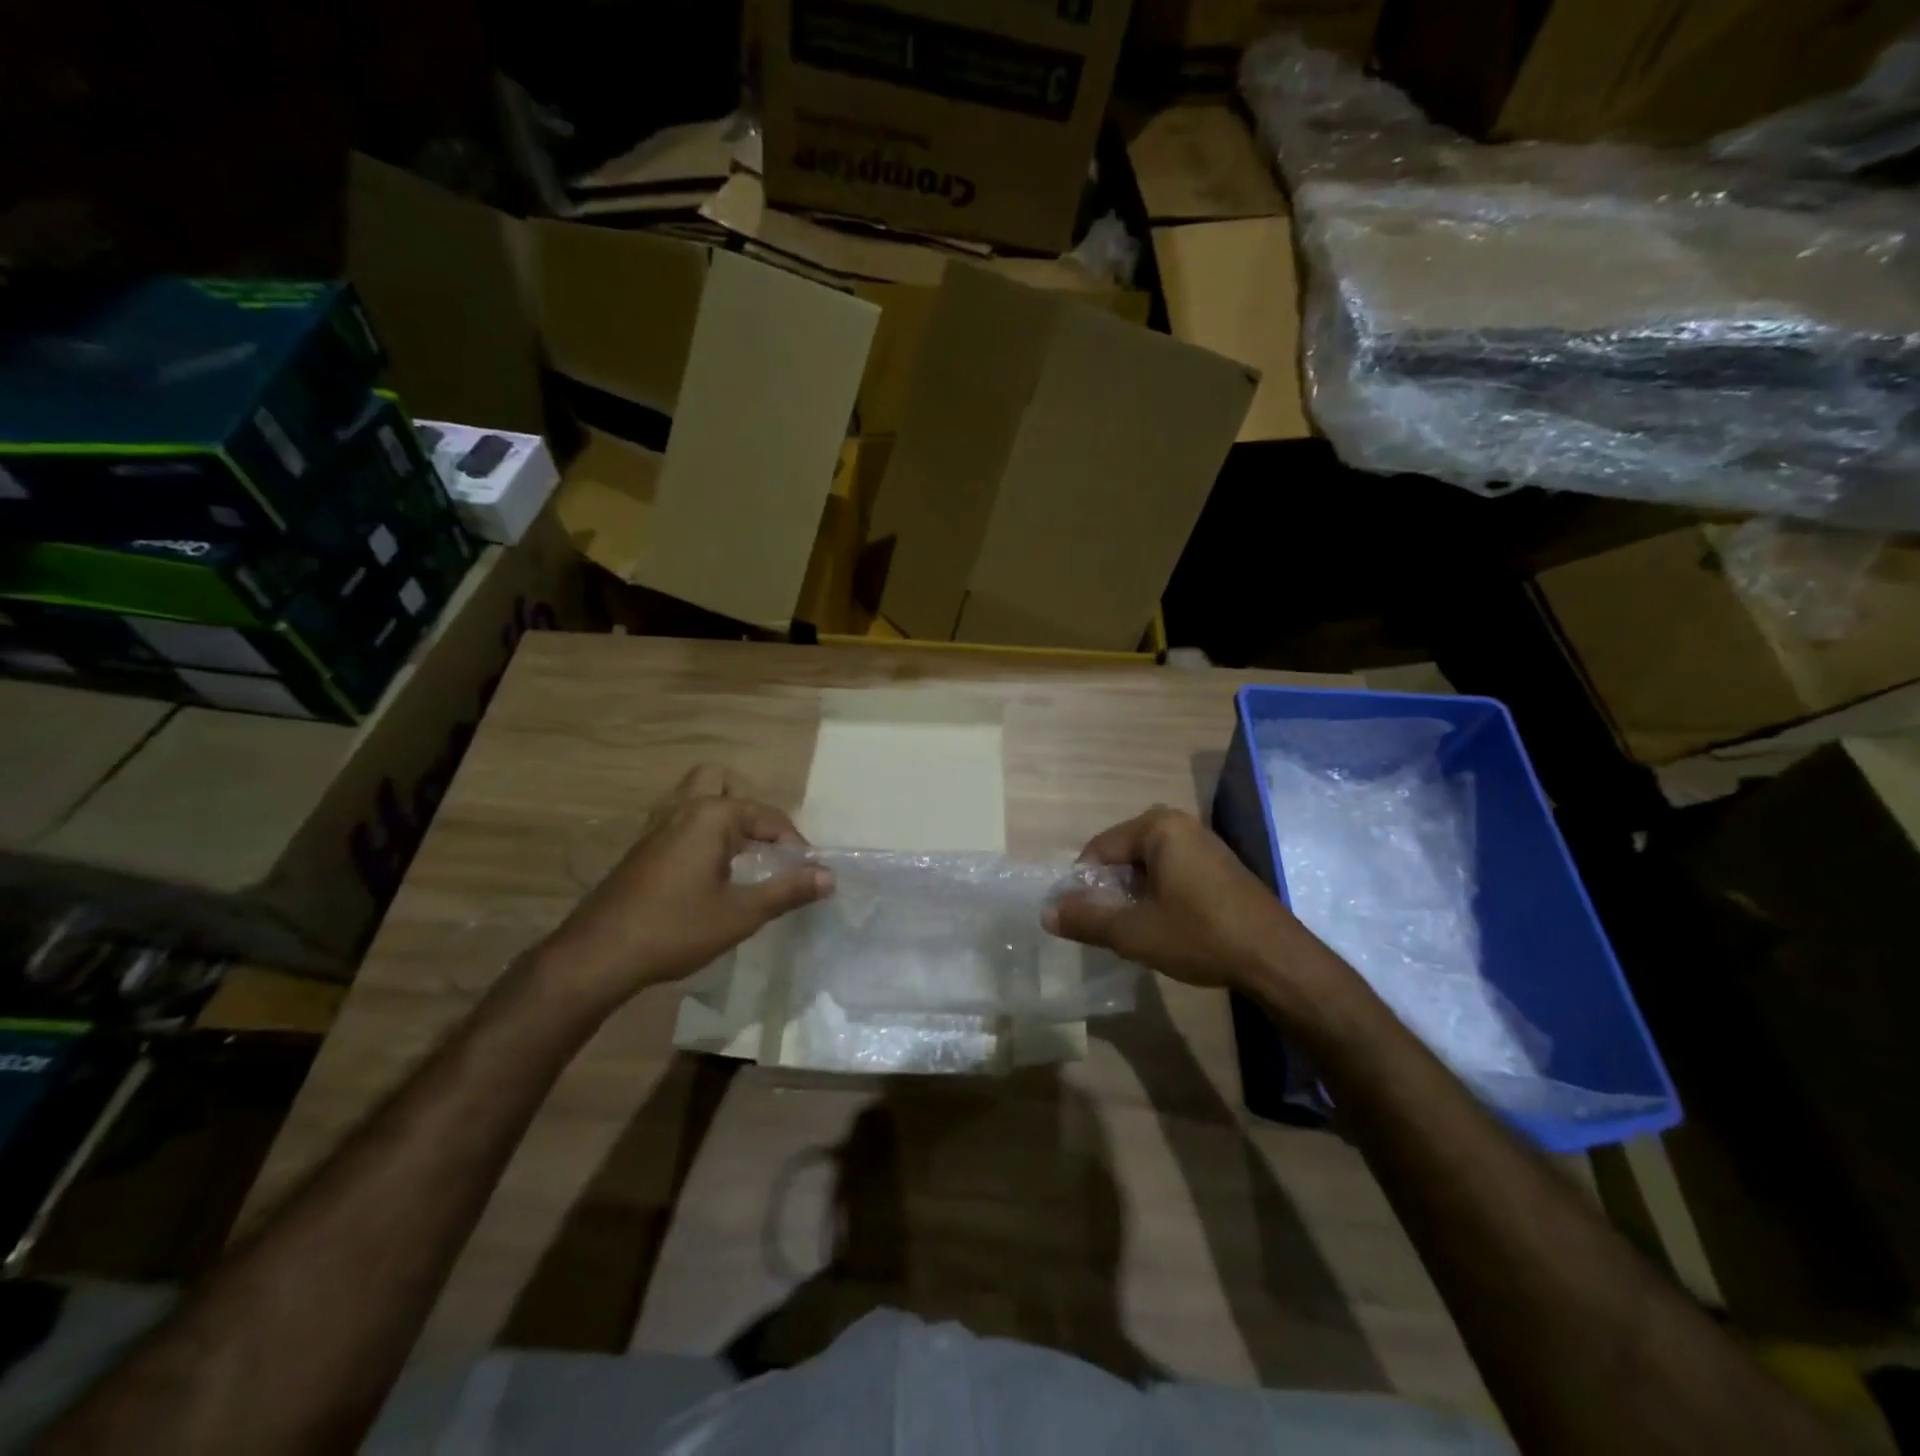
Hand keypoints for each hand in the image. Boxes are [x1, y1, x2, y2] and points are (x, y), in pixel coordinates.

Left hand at [538, 765, 832, 1010]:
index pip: (767, 816)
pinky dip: (697, 829)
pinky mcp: (641, 847)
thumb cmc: (676, 929)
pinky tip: (706, 867)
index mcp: (711, 816)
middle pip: (720, 781)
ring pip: (692, 796)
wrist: (599, 955)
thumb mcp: (741, 914)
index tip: (807, 872)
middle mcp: (683, 808)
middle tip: (761, 843)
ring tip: (737, 850)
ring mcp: (656, 826)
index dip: (793, 843)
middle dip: (746, 805)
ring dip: (719, 811)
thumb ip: (788, 890)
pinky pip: (676, 818)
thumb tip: (829, 876)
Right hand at [1045, 805, 1303, 991]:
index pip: (1099, 848)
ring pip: (1149, 866)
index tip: (1080, 918)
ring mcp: (1205, 844)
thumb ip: (1086, 918)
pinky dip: (1160, 895)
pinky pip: (1173, 872)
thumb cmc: (1200, 935)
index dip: (1083, 884)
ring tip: (1135, 930)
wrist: (1276, 959)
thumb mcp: (1134, 932)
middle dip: (1111, 889)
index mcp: (1158, 827)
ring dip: (1135, 895)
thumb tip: (1046, 912)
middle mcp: (1181, 825)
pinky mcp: (1221, 866)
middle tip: (1109, 926)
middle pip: (1124, 855)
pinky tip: (1165, 927)